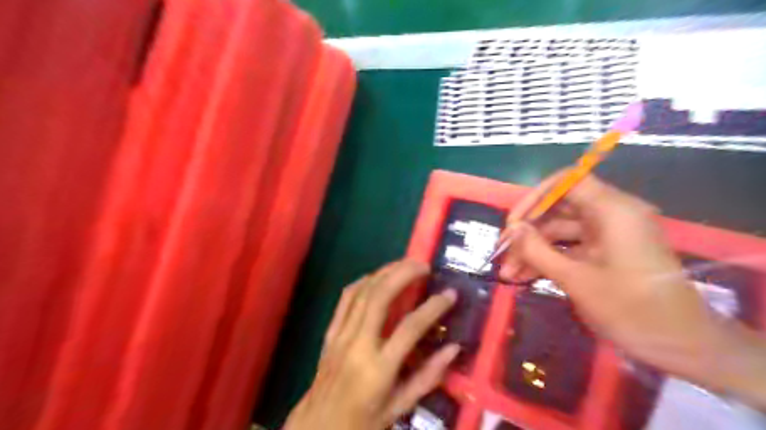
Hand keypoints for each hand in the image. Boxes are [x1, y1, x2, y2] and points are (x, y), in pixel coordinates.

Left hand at [284, 259, 456, 429]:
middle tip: (424, 264)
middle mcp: (358, 344)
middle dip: (403, 274)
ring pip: (362, 292)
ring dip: (385, 272)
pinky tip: (377, 277)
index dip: (433, 307)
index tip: (449, 294)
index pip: (409, 328)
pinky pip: (345, 298)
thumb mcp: (400, 408)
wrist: (317, 428)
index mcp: (378, 369)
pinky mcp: (330, 332)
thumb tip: (454, 348)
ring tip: (405, 264)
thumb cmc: (362, 422)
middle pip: (380, 297)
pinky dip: (363, 282)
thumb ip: (428, 377)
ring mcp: (340, 335)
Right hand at [498, 172, 765, 406]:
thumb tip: (511, 230)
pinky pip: (569, 248)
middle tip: (502, 251)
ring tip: (507, 272)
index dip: (536, 197)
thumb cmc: (632, 309)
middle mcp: (610, 215)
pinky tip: (523, 276)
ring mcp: (607, 235)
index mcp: (612, 210)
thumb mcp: (576, 279)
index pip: (567, 181)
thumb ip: (537, 250)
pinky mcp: (605, 253)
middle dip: (528, 231)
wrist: (683, 345)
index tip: (514, 222)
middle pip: (559, 209)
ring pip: (560, 231)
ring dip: (533, 249)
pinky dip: (548, 259)